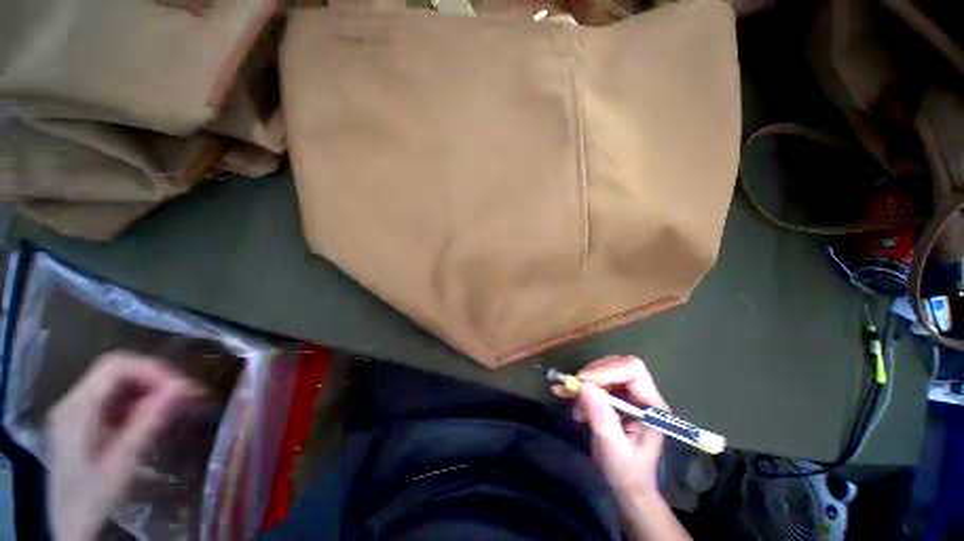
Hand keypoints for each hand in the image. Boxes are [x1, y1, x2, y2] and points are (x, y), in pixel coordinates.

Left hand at [46, 352, 202, 540]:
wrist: (69, 525)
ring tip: (178, 404)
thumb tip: (184, 386)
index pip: (115, 366)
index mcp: (76, 408)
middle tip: (186, 394)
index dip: (152, 369)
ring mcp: (76, 410)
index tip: (182, 388)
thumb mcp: (123, 462)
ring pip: (118, 382)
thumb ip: (149, 422)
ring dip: (150, 389)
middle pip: (117, 370)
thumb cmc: (94, 497)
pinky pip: (115, 398)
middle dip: (155, 378)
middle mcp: (73, 401)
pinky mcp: (84, 420)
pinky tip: (154, 417)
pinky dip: (139, 401)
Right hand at [558, 355, 690, 540]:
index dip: (607, 369)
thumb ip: (601, 417)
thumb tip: (584, 386)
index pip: (633, 370)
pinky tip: (566, 395)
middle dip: (593, 375)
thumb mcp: (613, 448)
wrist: (627, 486)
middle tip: (574, 389)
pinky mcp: (617, 398)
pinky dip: (581, 387)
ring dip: (585, 384)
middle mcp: (642, 395)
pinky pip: (598, 382)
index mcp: (650, 406)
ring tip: (574, 405)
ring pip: (606, 372)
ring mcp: (630, 395)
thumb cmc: (626, 471)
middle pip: (617, 366)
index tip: (583, 382)